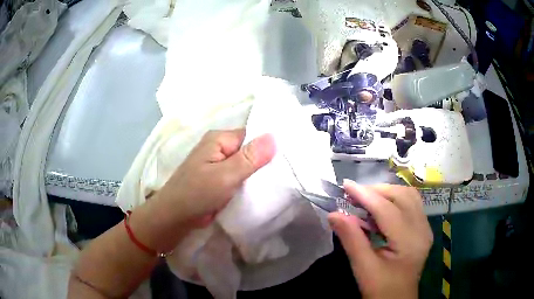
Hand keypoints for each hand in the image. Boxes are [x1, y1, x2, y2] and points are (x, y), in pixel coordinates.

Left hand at [131, 129, 275, 251]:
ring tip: (280, 180)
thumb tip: (274, 136)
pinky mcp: (220, 179)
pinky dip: (250, 182)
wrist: (176, 217)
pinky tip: (264, 188)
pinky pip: (240, 176)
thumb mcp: (225, 176)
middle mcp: (220, 148)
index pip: (252, 135)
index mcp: (219, 139)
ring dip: (258, 173)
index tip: (288, 157)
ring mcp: (219, 164)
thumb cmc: (197, 194)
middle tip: (287, 171)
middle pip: (250, 149)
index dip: (269, 145)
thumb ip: (249, 158)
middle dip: (265, 161)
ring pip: (246, 164)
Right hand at [328, 181, 432, 298]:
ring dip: (387, 192)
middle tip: (354, 195)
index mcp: (409, 241)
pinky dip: (394, 200)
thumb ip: (351, 239)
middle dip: (377, 190)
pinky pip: (411, 204)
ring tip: (366, 199)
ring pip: (409, 196)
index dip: (365, 195)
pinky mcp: (423, 229)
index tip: (345, 185)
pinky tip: (380, 209)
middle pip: (402, 195)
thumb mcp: (363, 268)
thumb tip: (333, 214)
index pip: (387, 209)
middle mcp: (422, 229)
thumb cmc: (381, 289)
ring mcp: (425, 228)